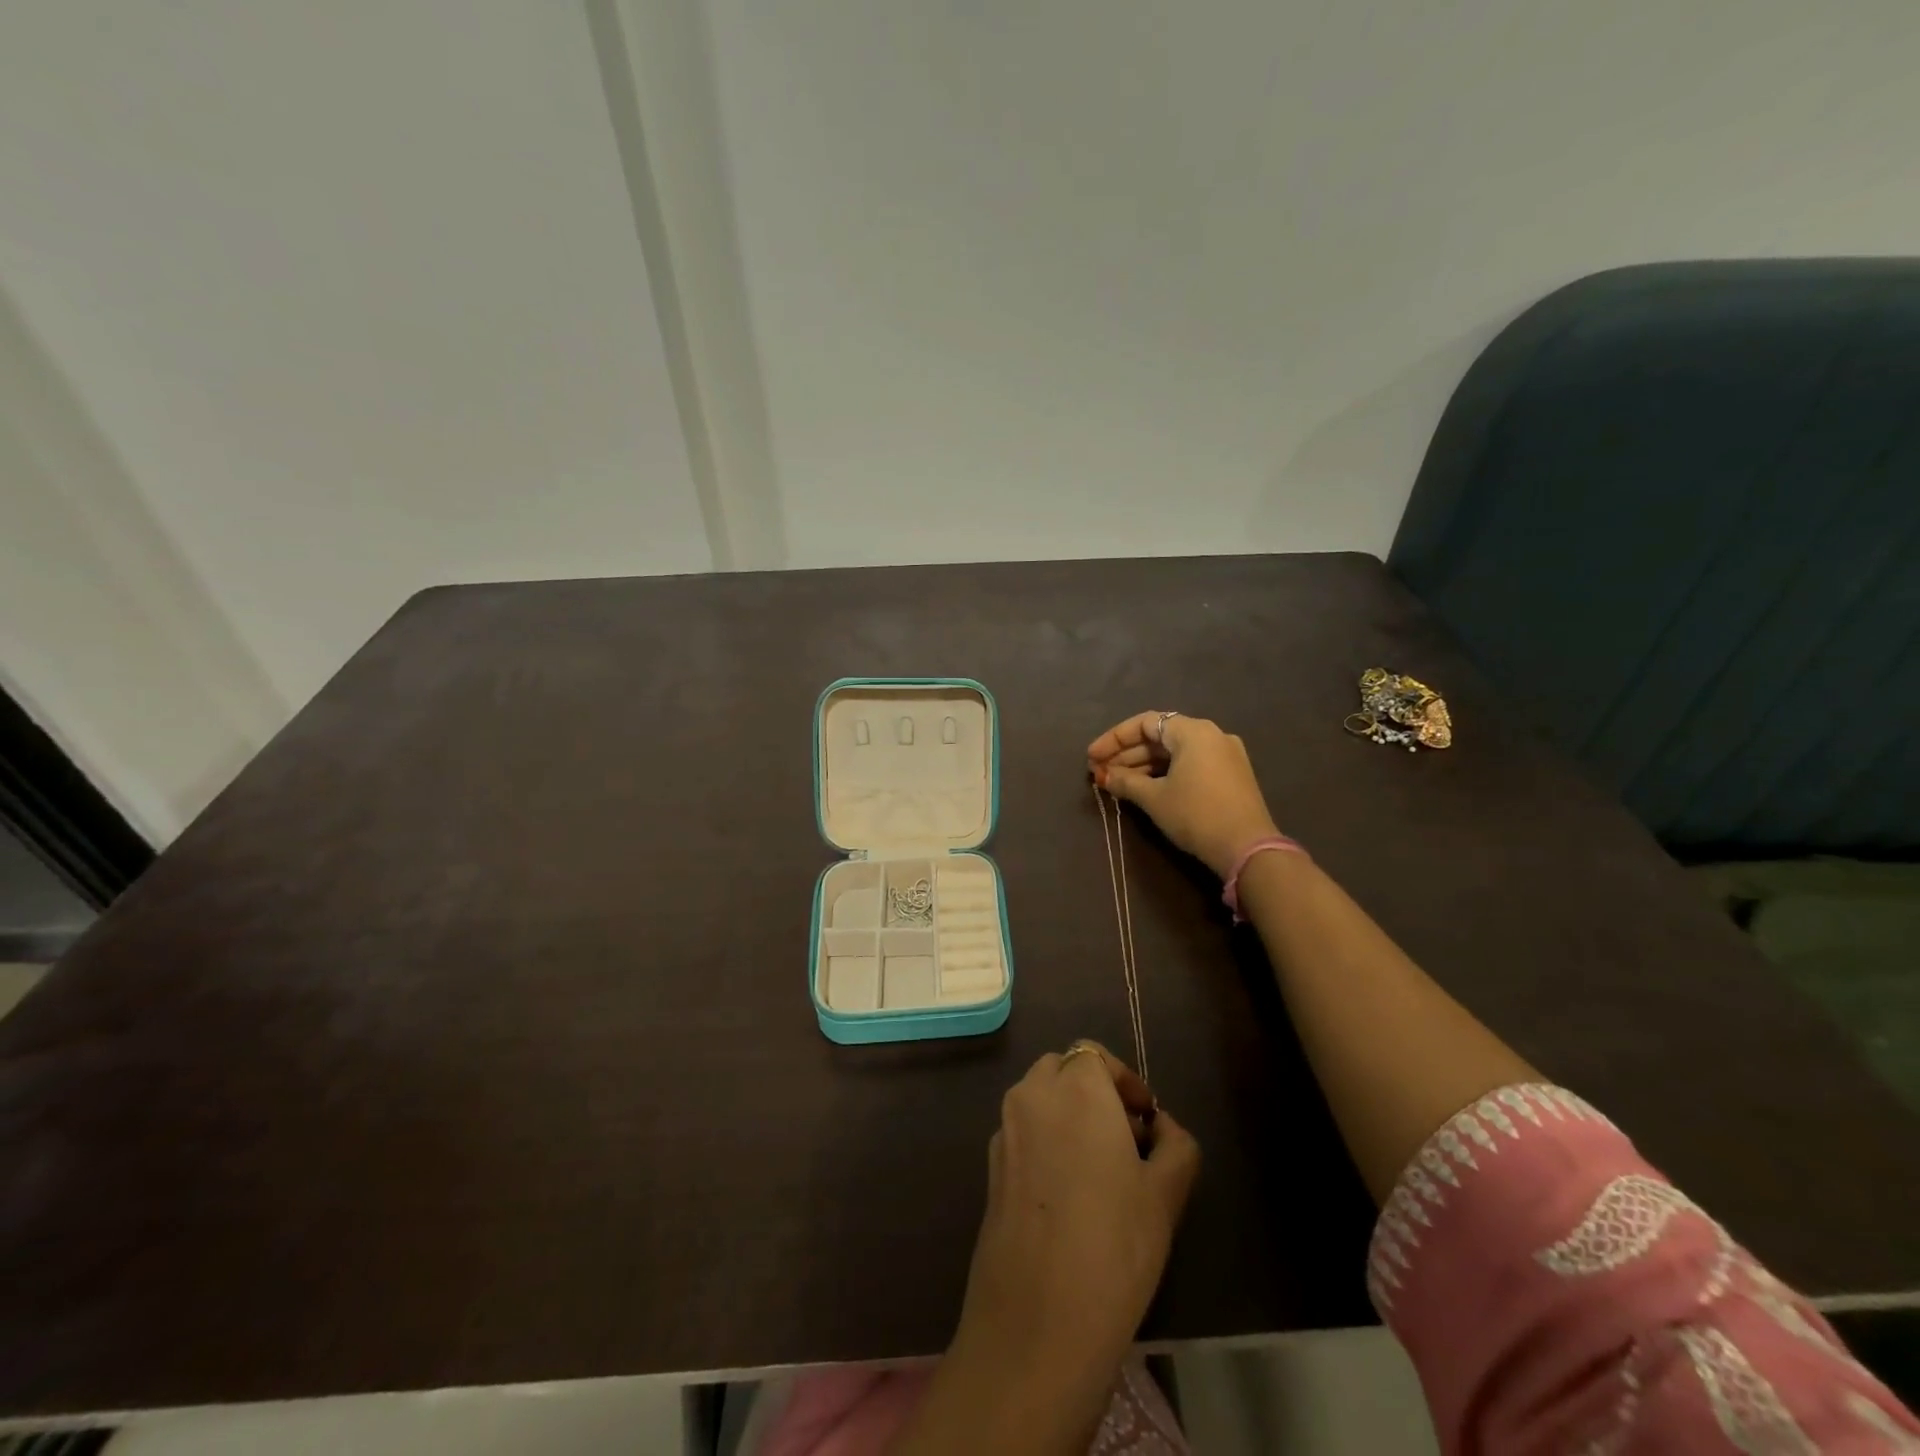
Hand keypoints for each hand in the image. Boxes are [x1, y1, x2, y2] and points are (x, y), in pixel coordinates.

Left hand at [945, 1044, 1199, 1448]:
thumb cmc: (1115, 1246)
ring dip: (1068, 1114)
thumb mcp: (1166, 1194)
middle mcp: (1032, 1095)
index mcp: (1075, 1087)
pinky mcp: (989, 1166)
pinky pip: (1023, 1132)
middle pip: (1063, 1070)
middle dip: (1094, 1092)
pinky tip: (1068, 1195)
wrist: (1036, 1321)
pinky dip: (1045, 1141)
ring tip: (1101, 1169)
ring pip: (1039, 1099)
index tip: (1147, 1119)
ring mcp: (1004, 1129)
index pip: (1095, 1055)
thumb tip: (1162, 1128)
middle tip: (1126, 1138)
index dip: (1125, 1081)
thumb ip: (1175, 1145)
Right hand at [1087, 712, 1281, 877]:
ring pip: (1175, 752)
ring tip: (1117, 783)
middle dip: (1127, 754)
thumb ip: (1125, 781)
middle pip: (1160, 736)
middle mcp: (1211, 735)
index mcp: (1193, 731)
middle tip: (1100, 772)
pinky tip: (1145, 789)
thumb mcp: (1154, 798)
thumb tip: (1103, 775)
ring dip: (1144, 765)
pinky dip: (1165, 773)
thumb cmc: (1196, 814)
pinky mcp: (1231, 775)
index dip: (1114, 739)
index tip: (1092, 757)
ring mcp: (1225, 755)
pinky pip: (1190, 764)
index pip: (1145, 723)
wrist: (1248, 849)